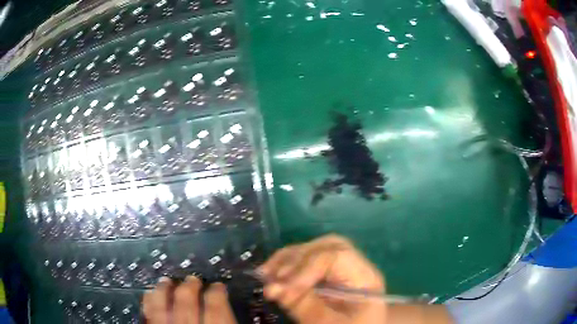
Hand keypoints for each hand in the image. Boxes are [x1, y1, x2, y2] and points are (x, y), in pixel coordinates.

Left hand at [142, 276, 237, 323]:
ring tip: (167, 280)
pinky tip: (149, 294)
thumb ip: (232, 320)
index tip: (219, 285)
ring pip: (162, 304)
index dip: (218, 292)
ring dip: (164, 290)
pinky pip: (148, 313)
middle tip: (192, 279)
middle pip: (186, 300)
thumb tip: (237, 311)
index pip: (216, 305)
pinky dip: (148, 302)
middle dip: (190, 286)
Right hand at [259, 235, 386, 323]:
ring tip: (265, 274)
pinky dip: (288, 266)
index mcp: (365, 277)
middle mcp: (355, 267)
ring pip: (315, 251)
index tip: (282, 287)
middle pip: (326, 247)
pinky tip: (272, 274)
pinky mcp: (329, 277)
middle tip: (272, 275)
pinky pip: (308, 263)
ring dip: (287, 260)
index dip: (306, 269)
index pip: (336, 257)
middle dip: (296, 258)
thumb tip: (273, 287)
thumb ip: (306, 307)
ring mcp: (342, 270)